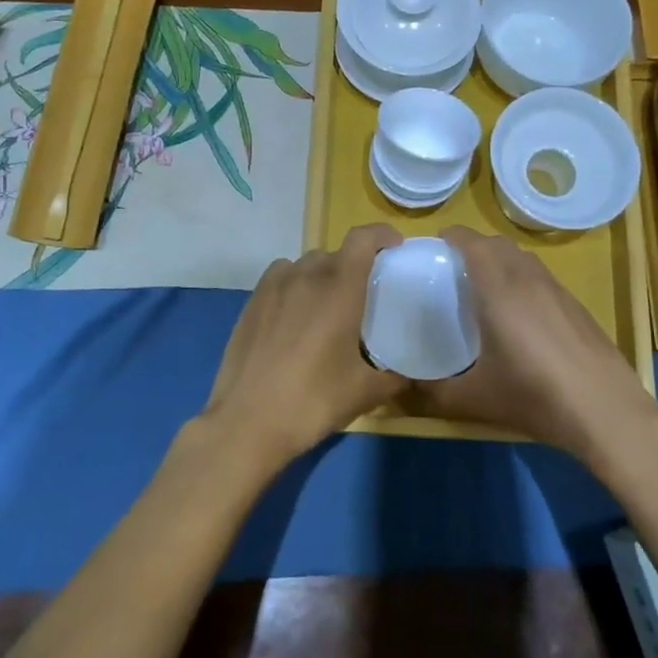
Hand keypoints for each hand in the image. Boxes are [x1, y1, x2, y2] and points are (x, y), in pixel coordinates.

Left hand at [199, 224, 405, 472]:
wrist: (247, 422)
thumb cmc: (313, 401)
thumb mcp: (364, 393)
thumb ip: (394, 378)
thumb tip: (410, 376)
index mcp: (339, 289)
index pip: (362, 239)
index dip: (382, 234)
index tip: (394, 247)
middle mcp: (306, 277)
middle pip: (335, 253)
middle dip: (353, 265)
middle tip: (363, 294)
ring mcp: (273, 287)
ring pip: (304, 264)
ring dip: (321, 274)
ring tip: (327, 304)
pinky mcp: (250, 302)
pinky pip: (279, 278)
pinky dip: (293, 284)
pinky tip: (295, 314)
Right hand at [415, 226, 657, 460]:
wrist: (606, 411)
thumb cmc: (534, 396)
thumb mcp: (476, 399)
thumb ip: (436, 392)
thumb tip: (410, 387)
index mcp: (498, 289)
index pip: (470, 242)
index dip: (450, 237)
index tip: (433, 249)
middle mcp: (527, 279)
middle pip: (497, 243)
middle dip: (473, 247)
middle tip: (453, 271)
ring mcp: (556, 290)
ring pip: (523, 258)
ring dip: (500, 261)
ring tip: (485, 289)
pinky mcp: (576, 305)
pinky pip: (541, 277)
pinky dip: (523, 279)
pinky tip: (521, 316)